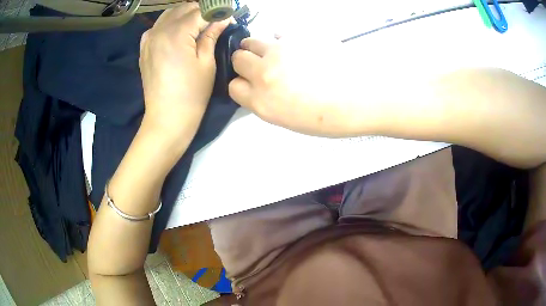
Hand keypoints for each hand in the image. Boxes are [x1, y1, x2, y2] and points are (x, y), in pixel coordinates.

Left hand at [139, 3, 228, 136]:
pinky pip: (157, 26)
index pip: (201, 11)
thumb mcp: (206, 63)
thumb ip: (212, 35)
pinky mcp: (144, 48)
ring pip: (170, 14)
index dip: (217, 11)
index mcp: (176, 34)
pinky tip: (178, 33)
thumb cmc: (191, 94)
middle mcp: (159, 30)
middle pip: (184, 8)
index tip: (229, 17)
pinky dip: (170, 23)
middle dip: (202, 11)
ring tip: (198, 25)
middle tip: (215, 21)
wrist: (166, 118)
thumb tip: (223, 18)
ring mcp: (148, 39)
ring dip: (186, 14)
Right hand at [229, 37, 360, 136]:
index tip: (251, 84)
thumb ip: (266, 102)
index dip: (241, 84)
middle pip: (237, 59)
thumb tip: (259, 86)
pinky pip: (278, 33)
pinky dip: (281, 40)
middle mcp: (264, 73)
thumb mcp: (289, 120)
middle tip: (260, 65)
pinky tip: (296, 48)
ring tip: (273, 53)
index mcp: (262, 102)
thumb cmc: (329, 118)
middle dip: (244, 62)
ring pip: (252, 41)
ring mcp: (280, 51)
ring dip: (256, 47)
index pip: (233, 86)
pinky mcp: (297, 36)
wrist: (362, 98)